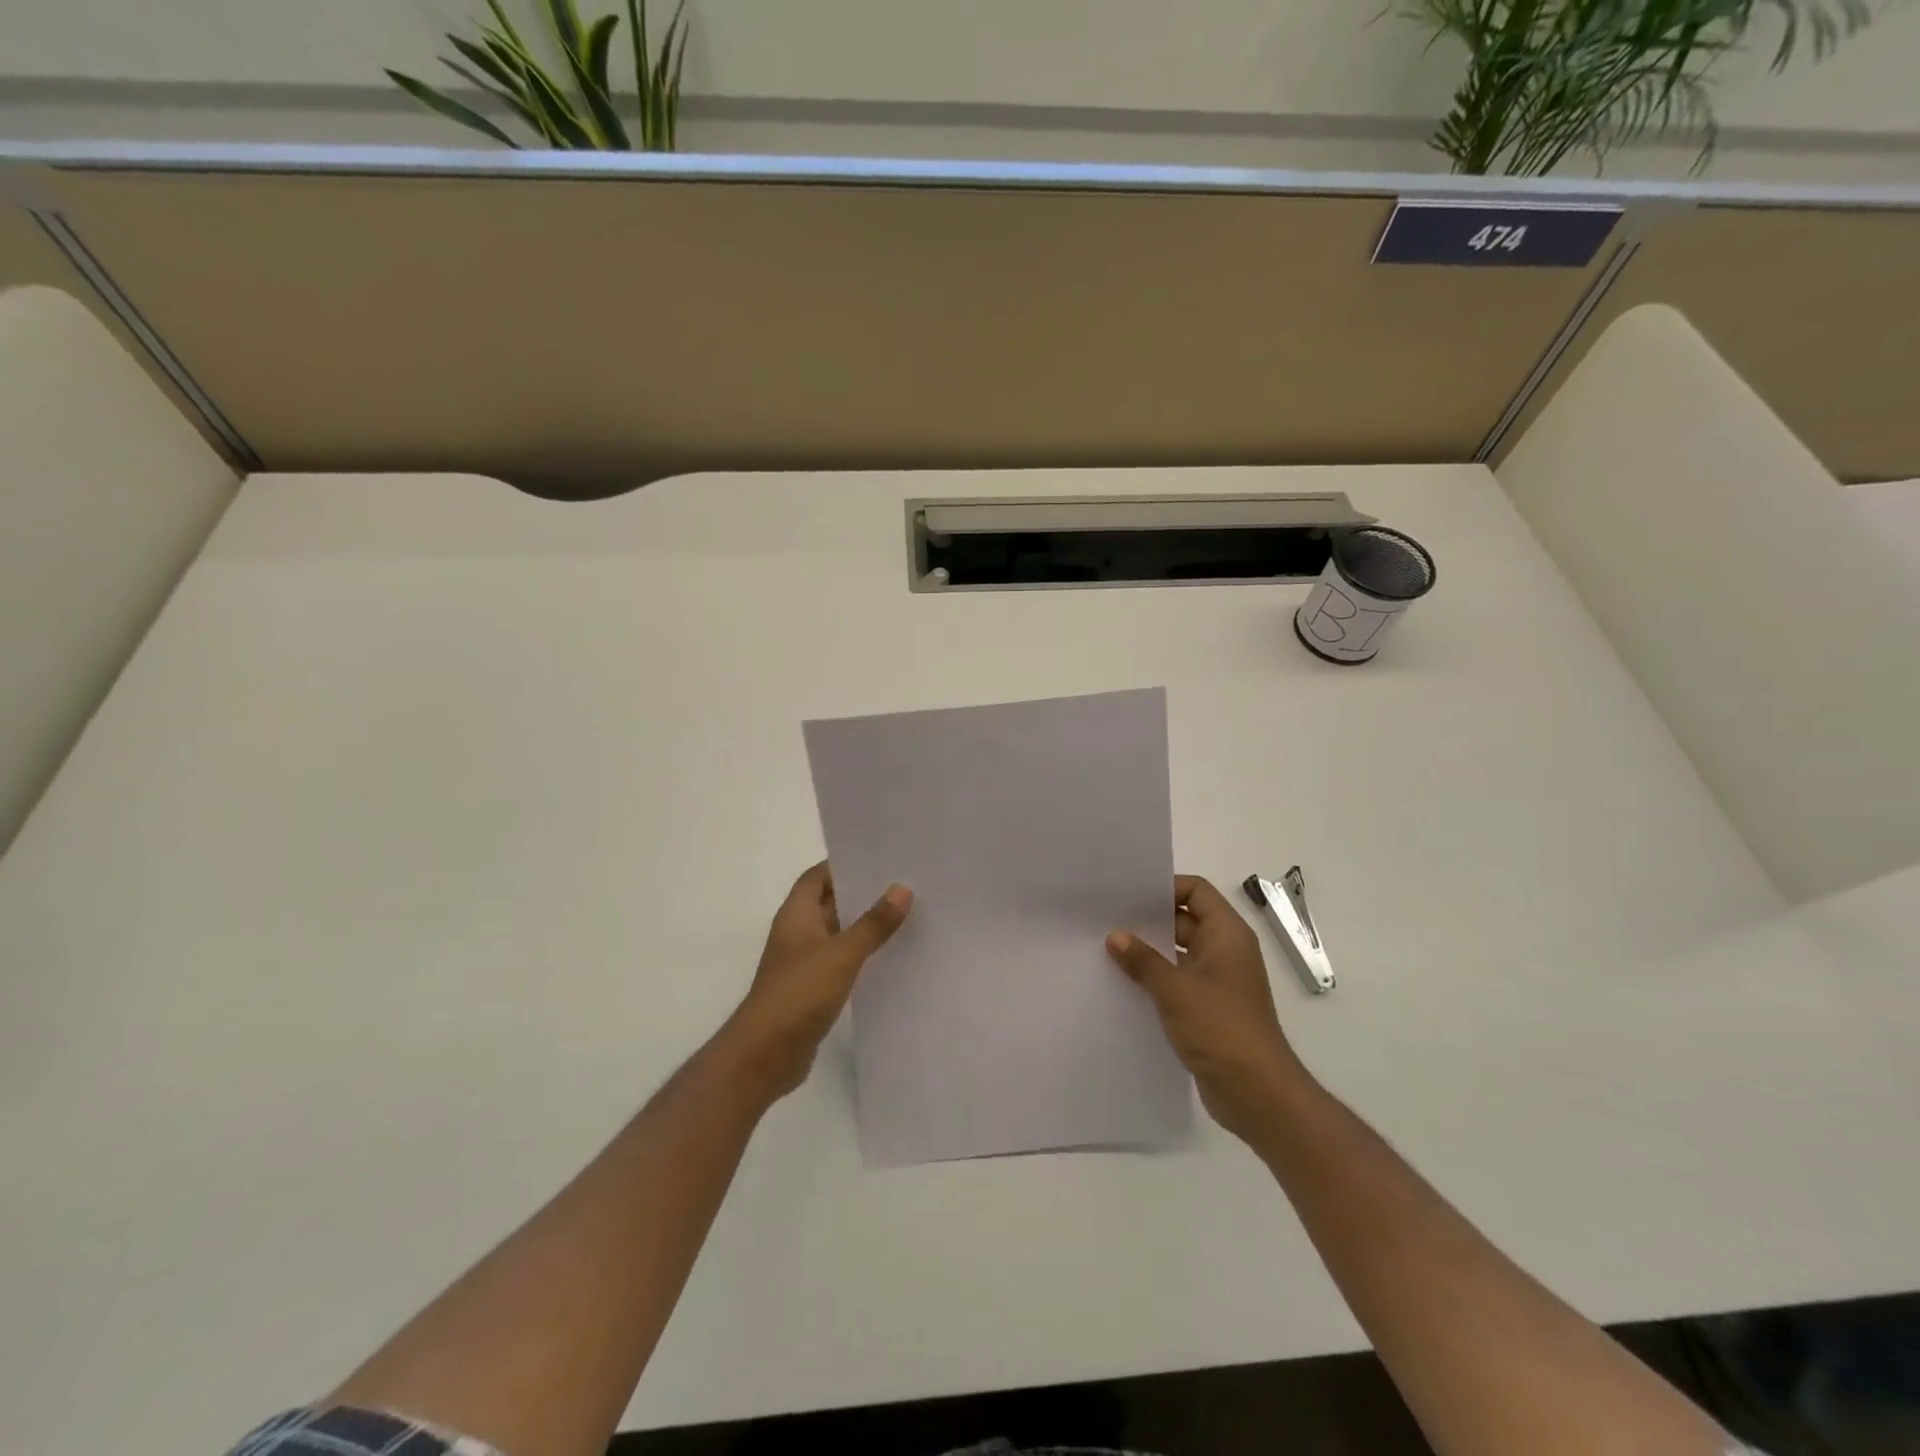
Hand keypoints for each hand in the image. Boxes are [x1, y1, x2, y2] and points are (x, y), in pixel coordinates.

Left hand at [717, 862, 911, 1104]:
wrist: (765, 1054)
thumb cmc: (799, 993)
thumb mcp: (842, 954)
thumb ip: (873, 924)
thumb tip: (901, 889)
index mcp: (796, 915)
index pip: (817, 876)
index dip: (843, 865)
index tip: (879, 860)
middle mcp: (797, 933)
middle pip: (829, 902)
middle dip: (861, 894)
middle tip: (902, 885)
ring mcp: (803, 962)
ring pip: (837, 933)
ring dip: (863, 926)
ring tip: (904, 916)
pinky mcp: (811, 989)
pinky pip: (839, 962)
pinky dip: (860, 956)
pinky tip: (889, 957)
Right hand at [1107, 874, 1304, 1143]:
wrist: (1258, 1094)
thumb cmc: (1221, 1028)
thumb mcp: (1175, 989)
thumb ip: (1143, 960)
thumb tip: (1115, 936)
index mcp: (1227, 934)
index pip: (1196, 890)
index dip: (1164, 887)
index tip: (1127, 895)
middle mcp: (1224, 951)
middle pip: (1184, 920)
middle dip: (1149, 921)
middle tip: (1106, 920)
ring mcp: (1217, 981)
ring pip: (1178, 953)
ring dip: (1148, 953)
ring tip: (1106, 950)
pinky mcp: (1208, 1009)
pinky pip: (1177, 982)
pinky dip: (1154, 980)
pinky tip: (1122, 984)